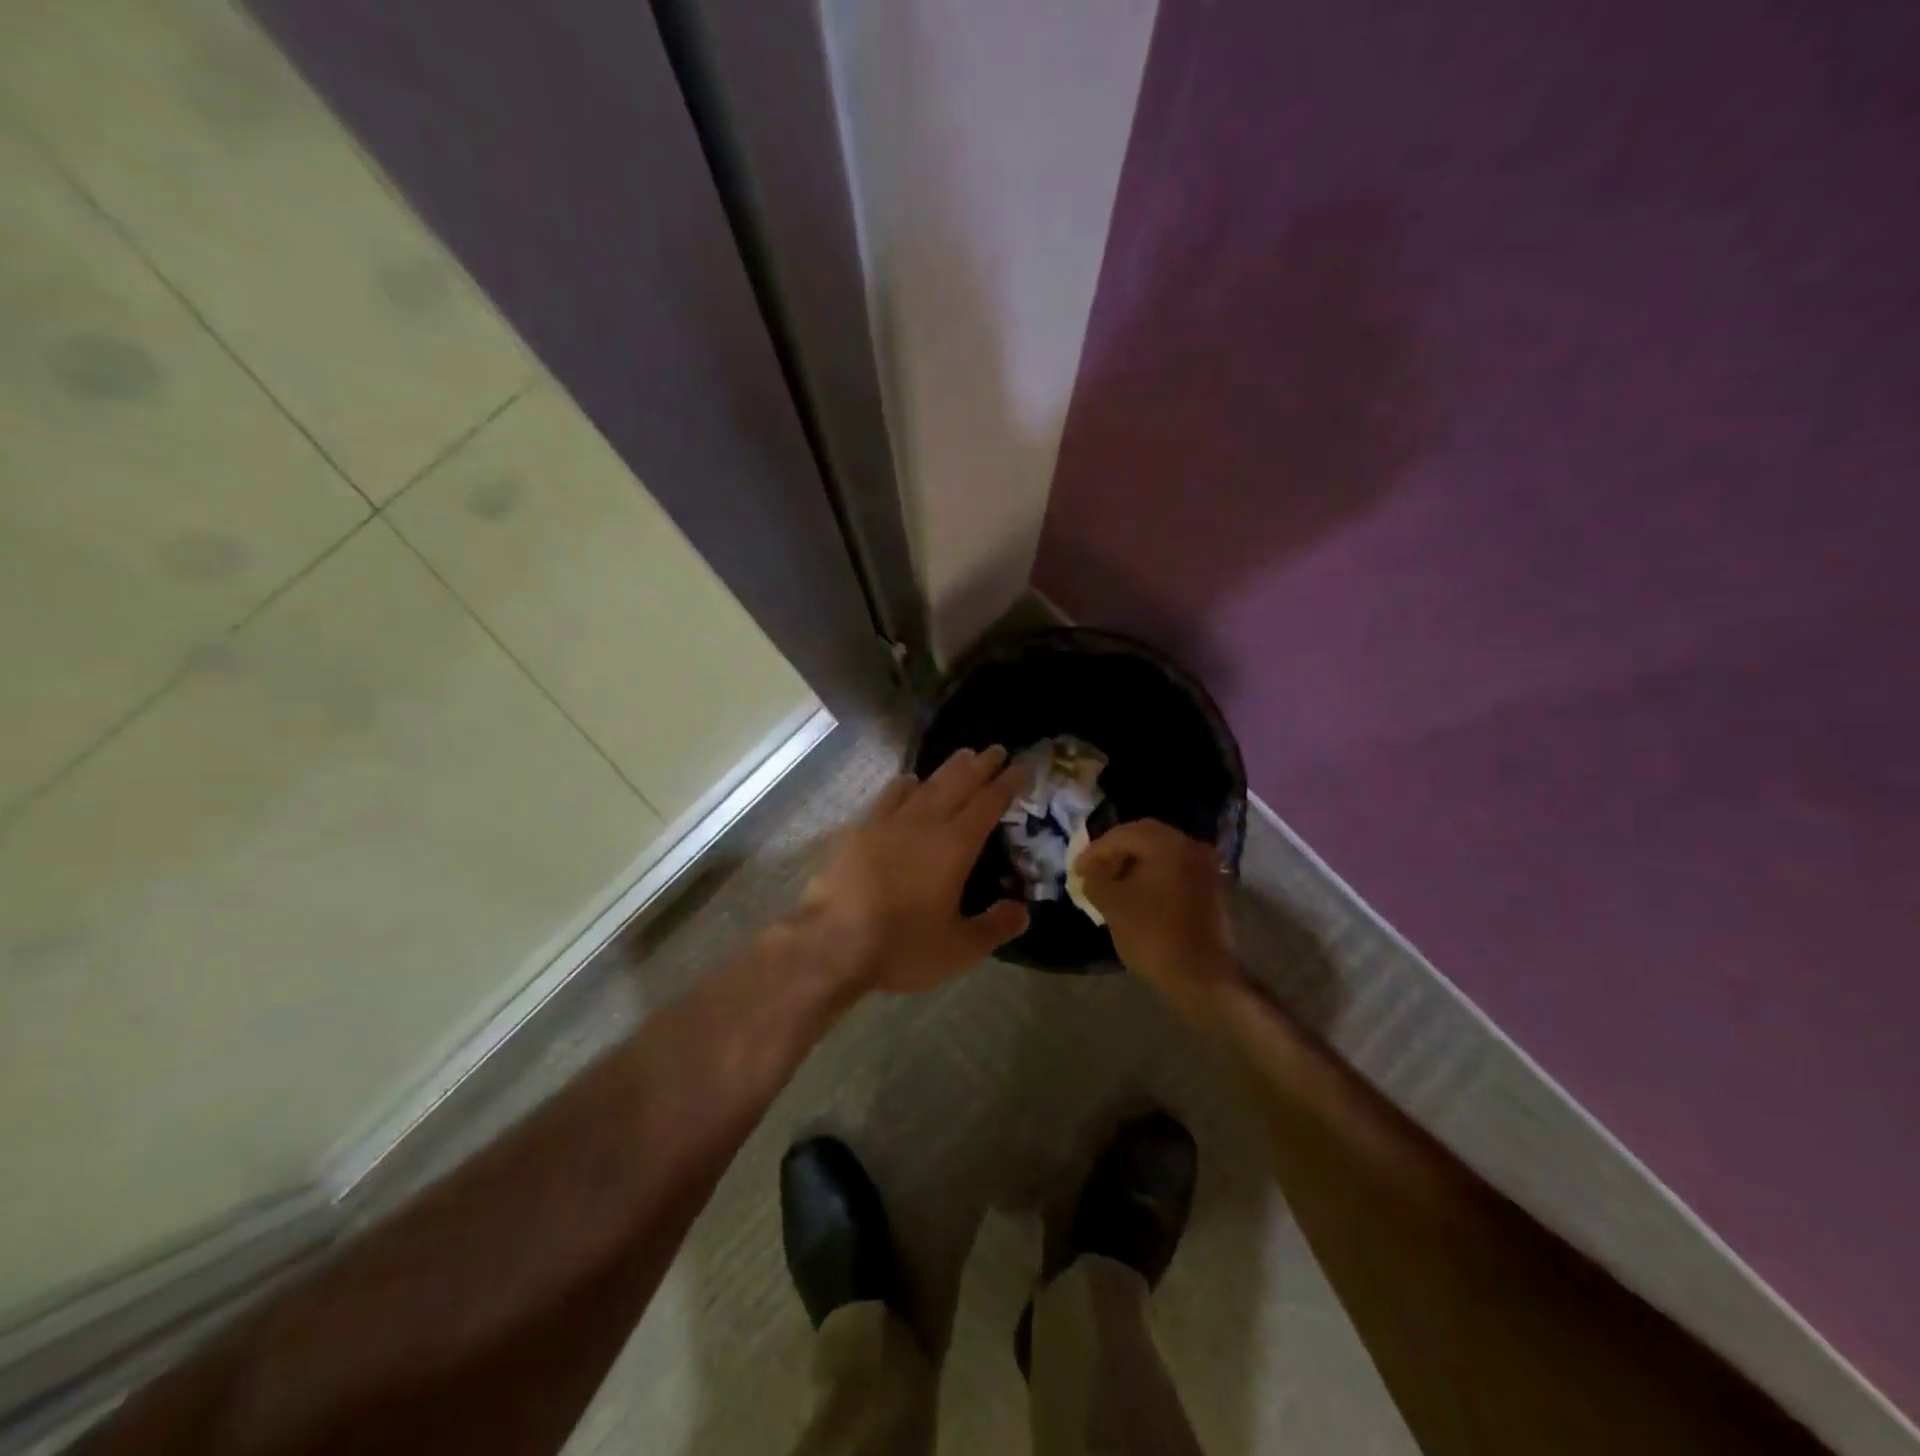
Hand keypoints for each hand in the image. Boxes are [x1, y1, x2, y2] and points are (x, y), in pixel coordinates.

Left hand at [796, 746, 1030, 994]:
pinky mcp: (858, 831)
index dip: (1006, 785)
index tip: (1020, 767)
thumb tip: (1023, 910)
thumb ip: (995, 927)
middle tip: (995, 749)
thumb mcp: (959, 948)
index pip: (987, 805)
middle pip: (958, 785)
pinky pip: (887, 797)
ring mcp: (888, 823)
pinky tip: (908, 781)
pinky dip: (903, 785)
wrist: (831, 942)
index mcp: (954, 847)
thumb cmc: (900, 945)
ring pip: (925, 786)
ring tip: (962, 756)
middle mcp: (924, 824)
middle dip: (980, 766)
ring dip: (947, 769)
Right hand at [1077, 819, 1240, 1024]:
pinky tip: (1136, 893)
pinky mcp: (1210, 887)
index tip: (1076, 870)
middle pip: (1144, 837)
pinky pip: (1174, 869)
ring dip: (1133, 863)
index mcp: (1167, 844)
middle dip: (1115, 852)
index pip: (1122, 835)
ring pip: (1160, 852)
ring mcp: (1204, 866)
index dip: (1095, 850)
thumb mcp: (1113, 906)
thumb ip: (1096, 880)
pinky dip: (1152, 874)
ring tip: (1111, 883)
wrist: (1204, 977)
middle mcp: (1190, 846)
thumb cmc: (1154, 936)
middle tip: (1093, 870)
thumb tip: (1091, 872)